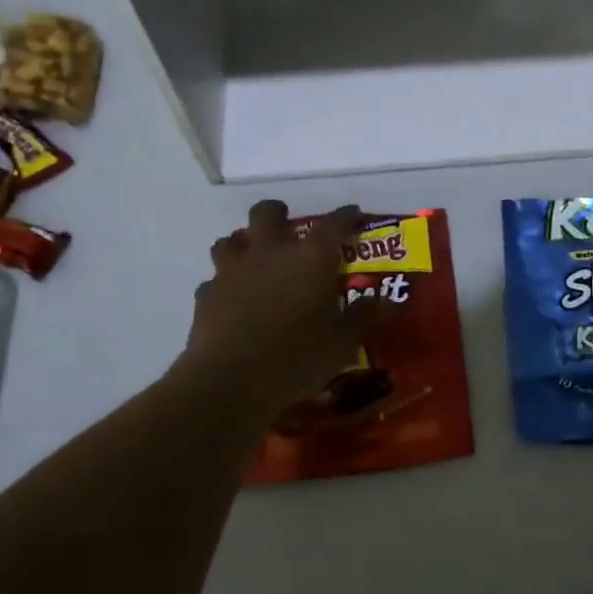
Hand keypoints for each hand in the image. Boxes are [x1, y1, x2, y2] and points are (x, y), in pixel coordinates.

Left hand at [184, 201, 378, 406]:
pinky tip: (232, 302)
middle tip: (288, 228)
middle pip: (267, 213)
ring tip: (254, 262)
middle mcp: (270, 252)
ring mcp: (233, 270)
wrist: (231, 381)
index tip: (353, 215)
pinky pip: (214, 280)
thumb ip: (363, 316)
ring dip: (243, 245)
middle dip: (278, 214)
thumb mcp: (343, 342)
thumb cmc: (298, 356)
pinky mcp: (206, 295)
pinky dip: (224, 285)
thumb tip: (386, 301)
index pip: (334, 223)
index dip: (346, 216)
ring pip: (230, 240)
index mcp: (311, 257)